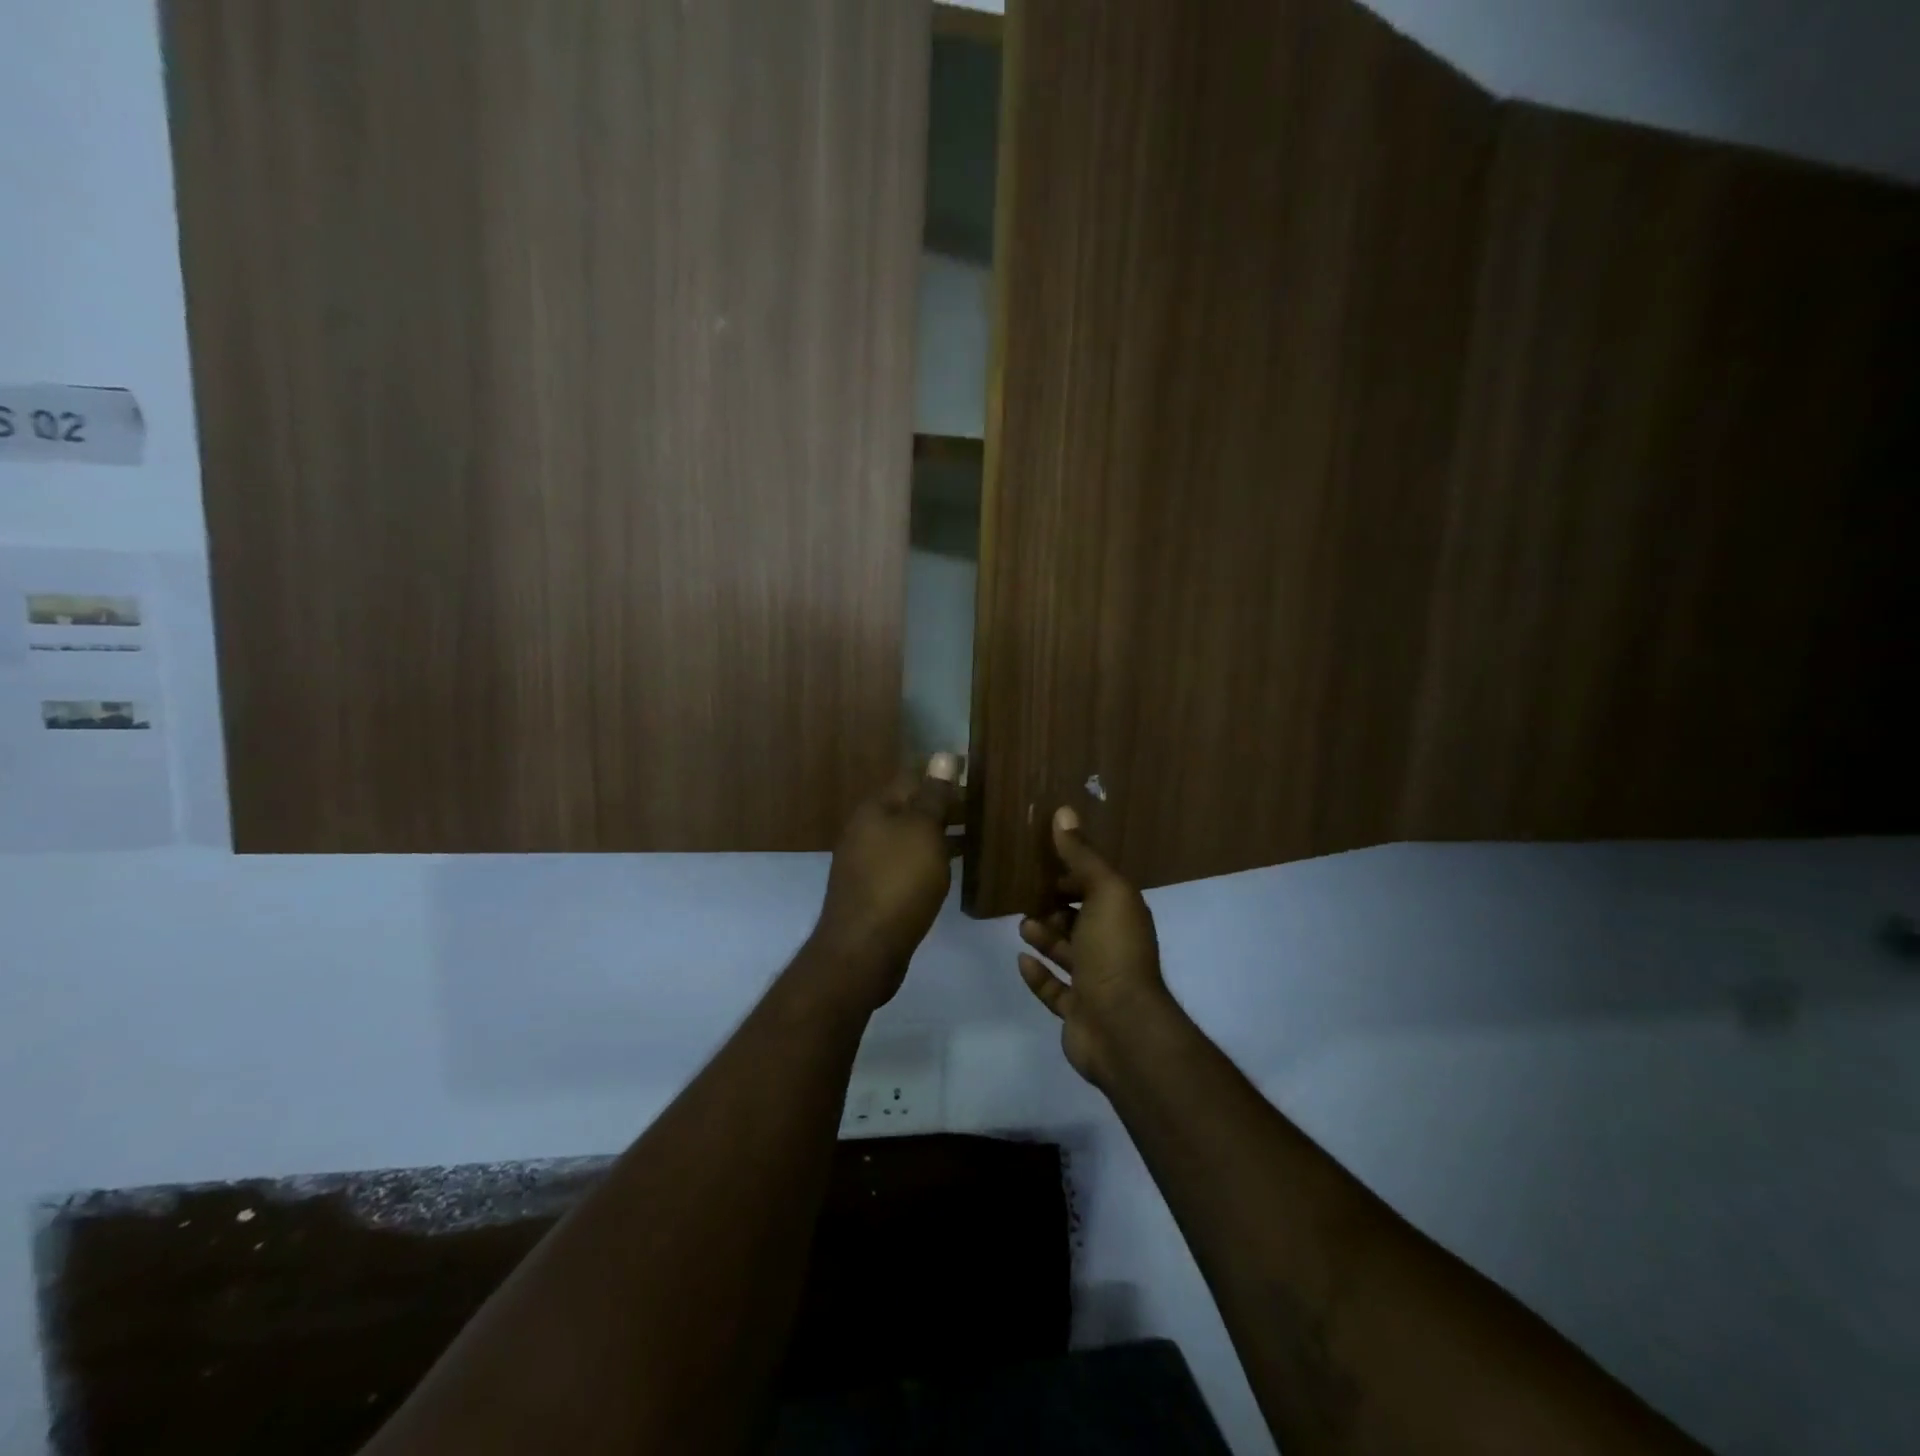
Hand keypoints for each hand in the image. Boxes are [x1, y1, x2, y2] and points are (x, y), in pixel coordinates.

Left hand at [808, 753, 960, 1009]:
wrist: (864, 949)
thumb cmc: (898, 882)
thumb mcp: (922, 832)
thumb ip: (934, 795)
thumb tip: (943, 753)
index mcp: (875, 809)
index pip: (912, 776)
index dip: (943, 773)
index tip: (977, 773)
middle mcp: (866, 829)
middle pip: (910, 807)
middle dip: (945, 805)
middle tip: (984, 806)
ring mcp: (867, 861)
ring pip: (910, 837)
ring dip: (940, 833)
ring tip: (978, 833)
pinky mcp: (875, 890)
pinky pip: (907, 863)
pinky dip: (930, 859)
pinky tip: (952, 867)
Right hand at [1017, 807, 1175, 1087]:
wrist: (1121, 1027)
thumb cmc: (1114, 951)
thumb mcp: (1103, 891)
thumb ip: (1082, 855)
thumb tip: (1064, 811)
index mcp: (1123, 916)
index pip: (1097, 887)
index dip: (1073, 874)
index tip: (1041, 862)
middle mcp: (1113, 946)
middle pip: (1081, 920)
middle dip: (1056, 906)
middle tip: (1024, 894)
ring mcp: (1096, 982)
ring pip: (1067, 953)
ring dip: (1045, 937)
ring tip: (1021, 924)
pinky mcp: (1078, 1011)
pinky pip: (1054, 990)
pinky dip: (1038, 975)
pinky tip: (1020, 960)